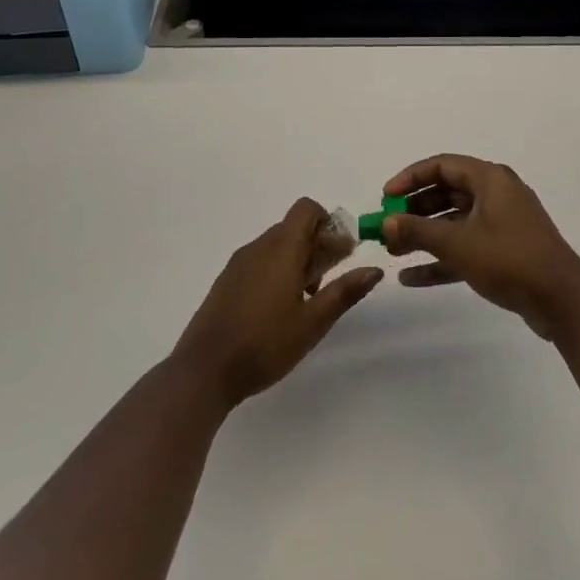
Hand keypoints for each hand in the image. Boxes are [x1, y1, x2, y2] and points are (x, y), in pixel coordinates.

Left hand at [171, 198, 382, 409]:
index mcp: (282, 248)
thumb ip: (344, 292)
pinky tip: (280, 308)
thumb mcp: (313, 322)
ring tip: (308, 299)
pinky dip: (277, 270)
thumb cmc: (265, 344)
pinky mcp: (226, 281)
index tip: (341, 253)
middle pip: (294, 227)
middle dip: (317, 245)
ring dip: (298, 259)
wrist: (204, 370)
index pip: (306, 209)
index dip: (328, 222)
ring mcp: (239, 263)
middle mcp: (259, 246)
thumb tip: (375, 269)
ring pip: (276, 245)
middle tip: (330, 280)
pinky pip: (259, 261)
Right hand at [381, 154, 579, 340]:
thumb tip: (385, 223)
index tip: (385, 197)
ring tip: (393, 253)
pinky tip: (411, 278)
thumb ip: (418, 231)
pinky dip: (441, 259)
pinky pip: (466, 247)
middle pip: (446, 193)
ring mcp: (502, 224)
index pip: (442, 165)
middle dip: (414, 211)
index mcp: (490, 179)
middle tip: (387, 228)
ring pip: (454, 223)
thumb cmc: (509, 259)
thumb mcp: (458, 244)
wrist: (562, 301)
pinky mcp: (505, 252)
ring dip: (424, 236)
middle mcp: (496, 194)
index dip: (410, 178)